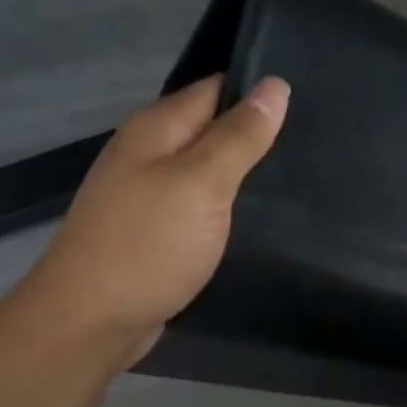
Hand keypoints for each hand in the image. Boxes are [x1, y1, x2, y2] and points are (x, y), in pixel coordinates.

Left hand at [13, 75, 289, 366]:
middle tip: (316, 138)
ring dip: (244, 169)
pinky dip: (228, 202)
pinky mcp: (157, 229)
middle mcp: (149, 152)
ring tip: (299, 172)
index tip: (309, 97)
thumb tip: (275, 85)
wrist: (90, 322)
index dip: (258, 89)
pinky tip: (258, 214)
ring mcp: (149, 193)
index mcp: (156, 128)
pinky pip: (200, 202)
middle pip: (211, 127)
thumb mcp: (202, 184)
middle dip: (256, 131)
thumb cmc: (148, 246)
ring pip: (207, 167)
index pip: (215, 89)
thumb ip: (239, 136)